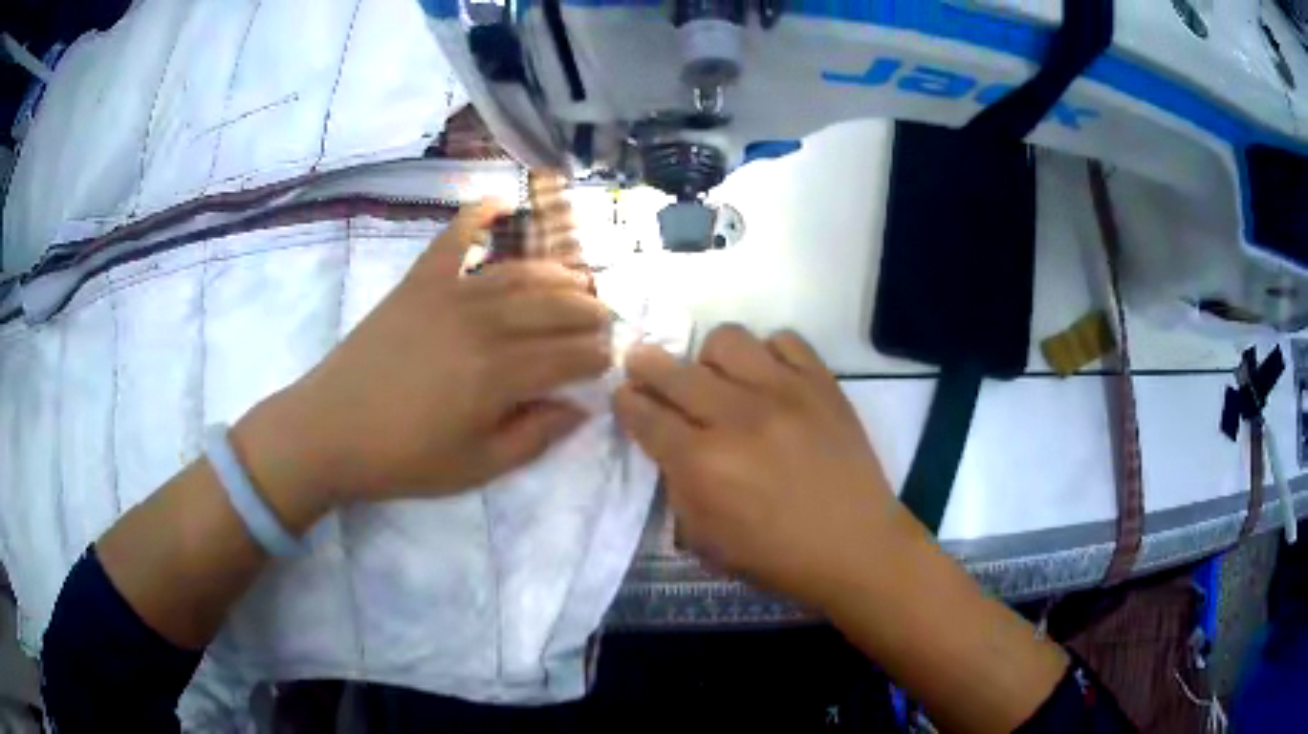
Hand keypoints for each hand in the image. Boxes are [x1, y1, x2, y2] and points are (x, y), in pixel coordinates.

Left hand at [235, 199, 610, 517]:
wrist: (329, 430)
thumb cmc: (403, 458)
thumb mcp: (476, 467)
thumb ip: (534, 438)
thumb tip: (579, 409)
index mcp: (498, 375)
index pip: (569, 356)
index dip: (597, 357)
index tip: (610, 362)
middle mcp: (482, 323)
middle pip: (553, 307)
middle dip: (589, 313)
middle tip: (605, 320)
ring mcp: (448, 294)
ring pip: (518, 273)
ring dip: (556, 274)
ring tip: (577, 282)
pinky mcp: (419, 283)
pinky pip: (453, 238)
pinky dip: (476, 215)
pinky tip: (499, 203)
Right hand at [615, 325, 918, 608]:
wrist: (857, 546)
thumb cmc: (779, 557)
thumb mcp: (708, 541)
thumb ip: (678, 488)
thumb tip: (669, 445)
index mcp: (704, 465)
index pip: (646, 416)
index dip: (627, 402)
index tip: (624, 395)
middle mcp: (737, 418)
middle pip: (674, 371)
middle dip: (646, 365)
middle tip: (643, 365)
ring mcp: (784, 392)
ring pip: (727, 340)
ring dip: (710, 357)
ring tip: (718, 377)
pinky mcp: (822, 382)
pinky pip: (784, 340)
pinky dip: (768, 353)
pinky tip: (769, 378)